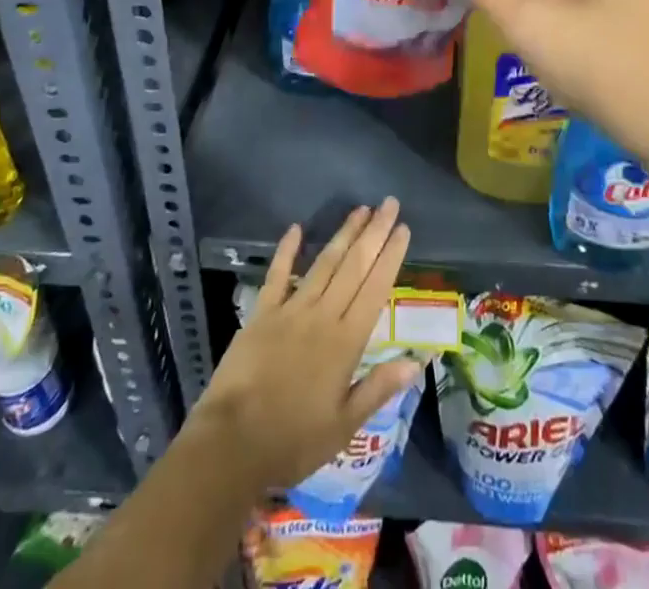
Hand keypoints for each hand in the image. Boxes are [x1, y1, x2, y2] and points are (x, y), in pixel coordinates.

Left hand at [190, 199, 418, 492]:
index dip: (390, 257)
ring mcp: (290, 310)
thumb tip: (417, 361)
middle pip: (354, 266)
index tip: (403, 228)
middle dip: (374, 233)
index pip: (375, 289)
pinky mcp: (261, 313)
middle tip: (389, 203)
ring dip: (344, 234)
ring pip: (324, 264)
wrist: (231, 445)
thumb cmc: (292, 441)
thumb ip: (378, 388)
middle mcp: (322, 316)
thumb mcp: (343, 427)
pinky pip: (277, 275)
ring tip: (360, 209)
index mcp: (346, 342)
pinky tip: (296, 228)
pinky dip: (287, 250)